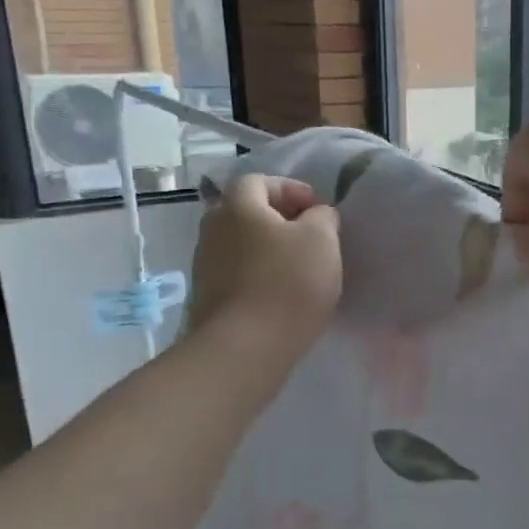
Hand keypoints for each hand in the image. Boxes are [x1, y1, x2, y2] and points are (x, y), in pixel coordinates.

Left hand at [190, 174, 341, 364]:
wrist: (244, 348)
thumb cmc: (288, 284)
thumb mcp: (322, 240)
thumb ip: (323, 217)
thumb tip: (315, 215)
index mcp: (238, 206)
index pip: (259, 181)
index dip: (290, 189)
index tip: (317, 209)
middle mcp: (213, 229)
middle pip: (245, 212)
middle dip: (277, 219)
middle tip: (309, 236)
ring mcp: (205, 265)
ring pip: (241, 244)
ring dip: (268, 249)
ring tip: (299, 268)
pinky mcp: (208, 297)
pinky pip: (237, 273)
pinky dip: (259, 274)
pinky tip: (281, 294)